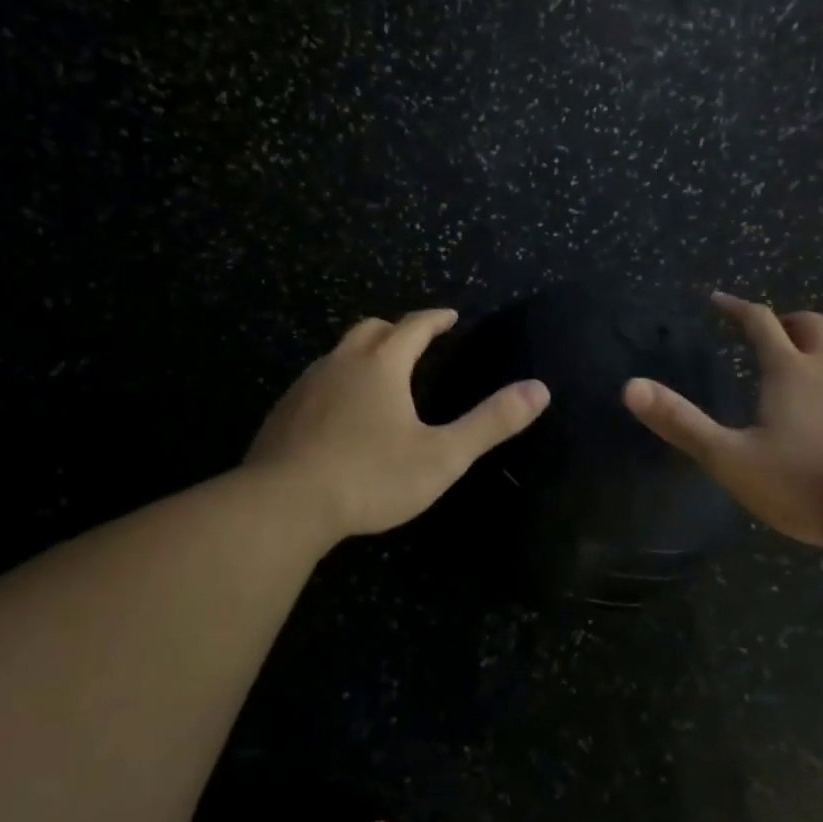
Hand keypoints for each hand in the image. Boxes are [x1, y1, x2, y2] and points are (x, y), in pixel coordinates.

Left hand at [246, 309, 550, 540]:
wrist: (284, 505)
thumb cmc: (371, 477)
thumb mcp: (442, 455)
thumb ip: (491, 422)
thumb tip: (539, 389)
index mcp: (382, 365)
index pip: (413, 326)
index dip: (435, 318)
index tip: (449, 316)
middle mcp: (341, 363)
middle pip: (370, 329)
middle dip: (396, 329)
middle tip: (415, 341)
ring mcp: (306, 386)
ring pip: (338, 353)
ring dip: (362, 354)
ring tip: (379, 375)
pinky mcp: (283, 412)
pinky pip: (316, 382)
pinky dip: (336, 382)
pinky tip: (339, 413)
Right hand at [622, 292, 822, 549]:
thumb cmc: (808, 482)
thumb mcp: (731, 459)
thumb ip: (681, 423)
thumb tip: (630, 387)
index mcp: (790, 372)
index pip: (758, 323)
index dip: (735, 308)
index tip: (718, 300)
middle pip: (812, 327)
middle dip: (789, 322)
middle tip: (774, 332)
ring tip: (821, 376)